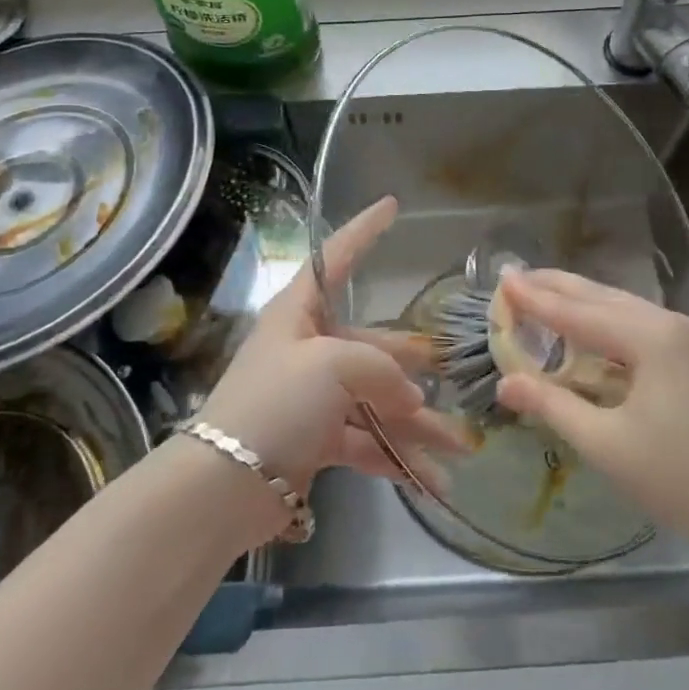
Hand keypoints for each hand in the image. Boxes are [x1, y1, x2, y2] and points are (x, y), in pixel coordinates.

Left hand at [196, 196, 465, 493]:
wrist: (226, 484)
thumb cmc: (277, 402)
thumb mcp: (332, 366)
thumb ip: (382, 369)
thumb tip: (411, 396)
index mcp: (300, 313)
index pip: (336, 258)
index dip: (363, 230)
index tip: (391, 205)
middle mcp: (308, 349)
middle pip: (372, 345)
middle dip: (414, 365)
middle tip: (456, 372)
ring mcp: (314, 397)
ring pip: (377, 401)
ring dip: (418, 426)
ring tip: (462, 446)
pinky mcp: (318, 439)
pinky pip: (367, 441)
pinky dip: (397, 459)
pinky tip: (434, 480)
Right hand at [493, 269, 688, 565]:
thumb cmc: (682, 481)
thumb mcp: (607, 445)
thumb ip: (553, 406)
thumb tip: (506, 382)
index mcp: (652, 339)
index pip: (579, 312)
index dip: (537, 298)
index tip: (504, 279)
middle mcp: (679, 325)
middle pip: (607, 298)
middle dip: (561, 287)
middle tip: (521, 276)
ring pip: (634, 310)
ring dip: (590, 304)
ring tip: (554, 297)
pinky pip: (656, 327)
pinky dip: (620, 323)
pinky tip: (607, 334)